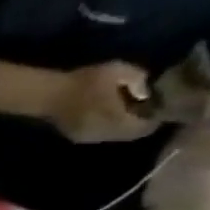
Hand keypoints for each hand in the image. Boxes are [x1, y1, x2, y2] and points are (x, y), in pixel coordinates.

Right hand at [46, 62, 160, 143]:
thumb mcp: (118, 71)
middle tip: (144, 107)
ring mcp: (90, 138)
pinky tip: (104, 113)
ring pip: (115, 136)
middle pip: (130, 134)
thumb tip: (146, 92)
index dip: (155, 118)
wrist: (49, 96)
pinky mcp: (78, 137)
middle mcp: (106, 134)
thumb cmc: (85, 82)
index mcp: (118, 121)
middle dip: (139, 122)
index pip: (145, 127)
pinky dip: (108, 126)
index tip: (160, 105)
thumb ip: (138, 80)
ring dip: (122, 125)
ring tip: (125, 109)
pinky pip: (101, 135)